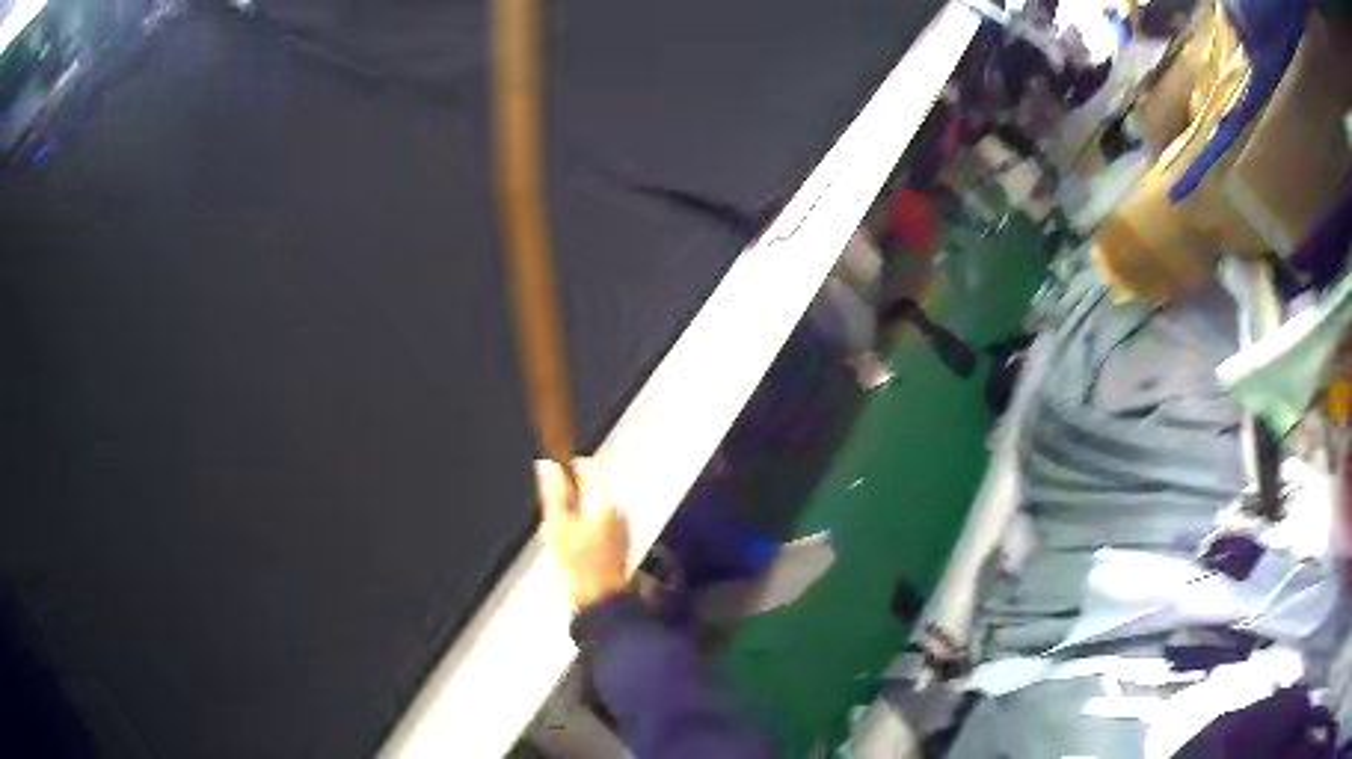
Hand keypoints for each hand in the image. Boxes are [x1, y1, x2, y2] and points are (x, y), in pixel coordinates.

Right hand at [536, 458, 629, 610]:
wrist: (600, 601)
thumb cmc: (577, 564)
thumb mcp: (558, 526)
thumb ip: (554, 493)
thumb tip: (547, 466)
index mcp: (604, 501)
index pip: (586, 468)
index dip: (565, 469)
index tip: (548, 480)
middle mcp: (617, 510)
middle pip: (589, 488)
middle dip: (569, 495)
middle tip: (550, 512)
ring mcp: (620, 527)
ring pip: (592, 507)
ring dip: (574, 512)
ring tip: (558, 531)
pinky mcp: (618, 544)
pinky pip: (597, 524)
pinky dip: (582, 527)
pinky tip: (571, 545)